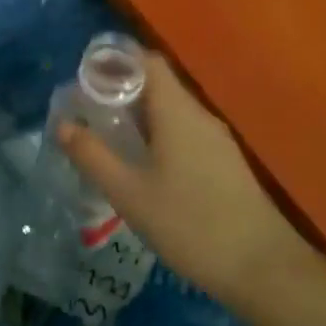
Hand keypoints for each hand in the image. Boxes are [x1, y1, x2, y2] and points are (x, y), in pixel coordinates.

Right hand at [57, 55, 313, 309]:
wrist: (262, 266)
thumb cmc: (190, 224)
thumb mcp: (130, 193)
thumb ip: (93, 156)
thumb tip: (62, 124)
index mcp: (177, 110)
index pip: (147, 61)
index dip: (115, 60)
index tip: (85, 77)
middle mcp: (199, 114)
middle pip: (159, 83)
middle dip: (122, 89)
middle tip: (88, 110)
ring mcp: (216, 139)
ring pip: (172, 110)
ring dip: (141, 114)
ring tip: (110, 136)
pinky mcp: (225, 162)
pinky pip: (186, 131)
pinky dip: (160, 134)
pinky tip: (144, 164)